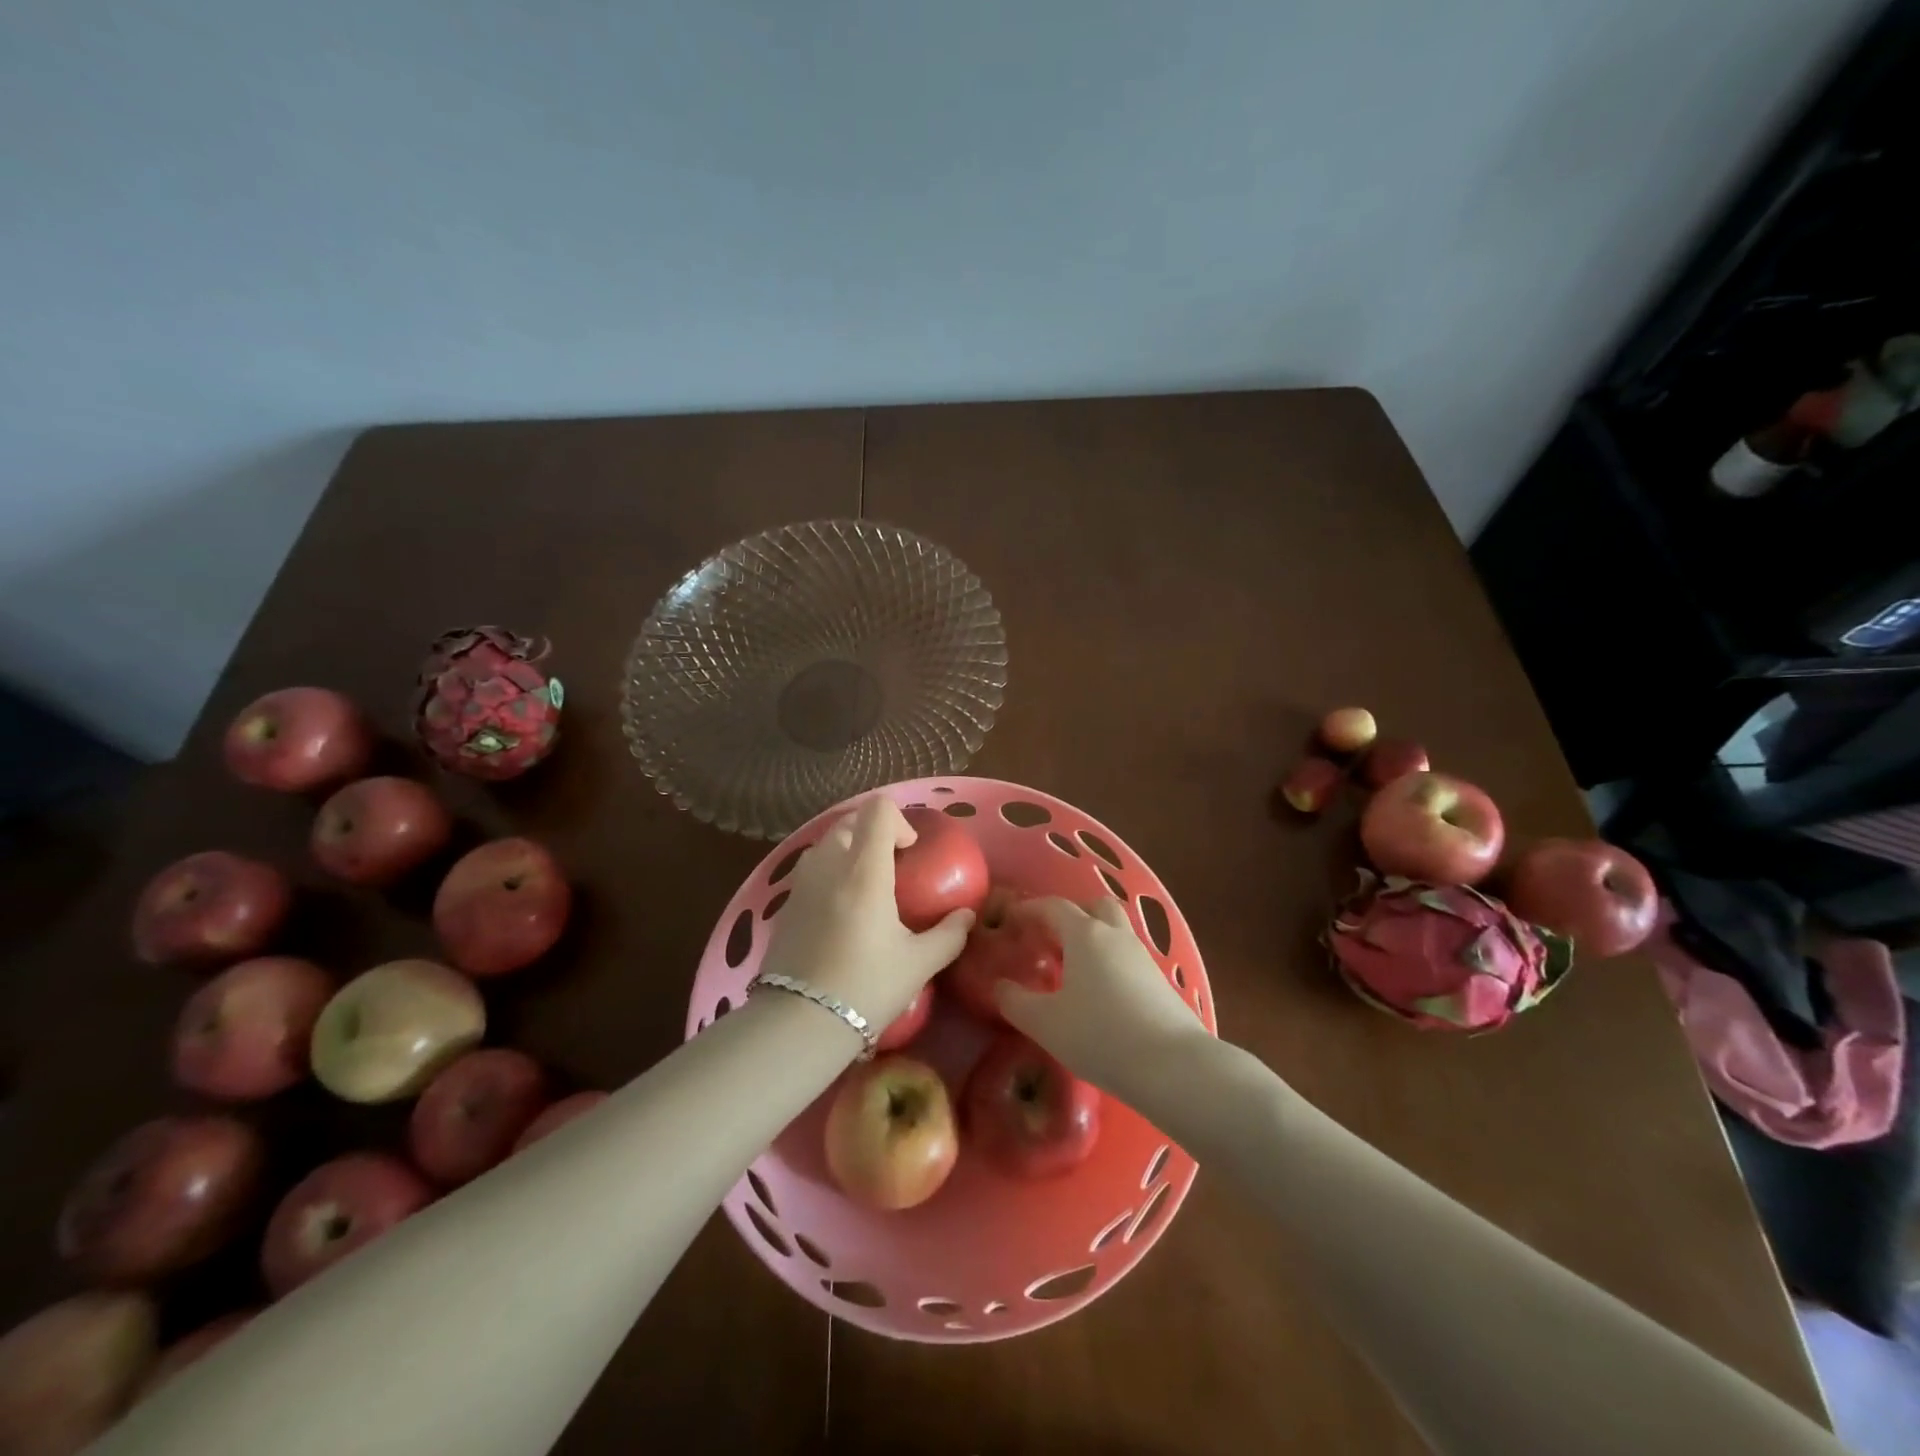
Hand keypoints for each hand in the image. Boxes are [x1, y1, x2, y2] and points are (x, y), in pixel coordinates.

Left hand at [758, 796, 973, 1037]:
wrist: (799, 1022)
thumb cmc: (866, 987)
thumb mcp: (918, 964)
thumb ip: (949, 934)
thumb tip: (967, 915)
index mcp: (864, 871)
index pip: (877, 811)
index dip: (899, 820)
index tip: (910, 851)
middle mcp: (829, 866)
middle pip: (849, 821)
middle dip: (873, 832)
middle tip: (892, 864)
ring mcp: (801, 884)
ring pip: (825, 843)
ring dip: (848, 850)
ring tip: (866, 884)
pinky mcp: (785, 905)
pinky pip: (810, 870)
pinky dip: (830, 873)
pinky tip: (842, 910)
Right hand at [994, 897, 1208, 1095]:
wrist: (1173, 1066)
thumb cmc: (1100, 1036)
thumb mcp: (1046, 1024)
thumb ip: (1016, 1002)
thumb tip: (1000, 987)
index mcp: (1086, 935)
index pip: (1054, 906)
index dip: (1030, 908)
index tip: (1012, 919)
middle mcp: (1116, 936)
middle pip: (1095, 906)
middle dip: (1072, 914)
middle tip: (1051, 938)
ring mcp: (1143, 957)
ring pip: (1116, 931)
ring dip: (1094, 939)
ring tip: (1073, 969)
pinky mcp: (1161, 982)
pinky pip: (1129, 958)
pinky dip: (1111, 963)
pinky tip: (1101, 994)